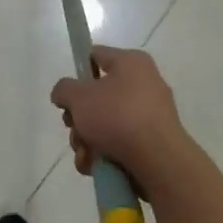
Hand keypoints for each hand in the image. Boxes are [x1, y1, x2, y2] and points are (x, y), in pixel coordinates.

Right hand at [50, 45, 187, 181]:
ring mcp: (151, 115)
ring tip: (84, 154)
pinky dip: (104, 154)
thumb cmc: (117, 116)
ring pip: (106, 124)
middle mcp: (145, 84)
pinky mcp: (153, 143)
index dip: (77, 72)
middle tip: (73, 127)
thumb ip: (64, 89)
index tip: (67, 94)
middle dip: (79, 117)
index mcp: (131, 62)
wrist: (158, 161)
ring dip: (87, 140)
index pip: (96, 56)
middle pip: (98, 96)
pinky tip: (94, 166)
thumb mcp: (78, 96)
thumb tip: (64, 94)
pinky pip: (121, 143)